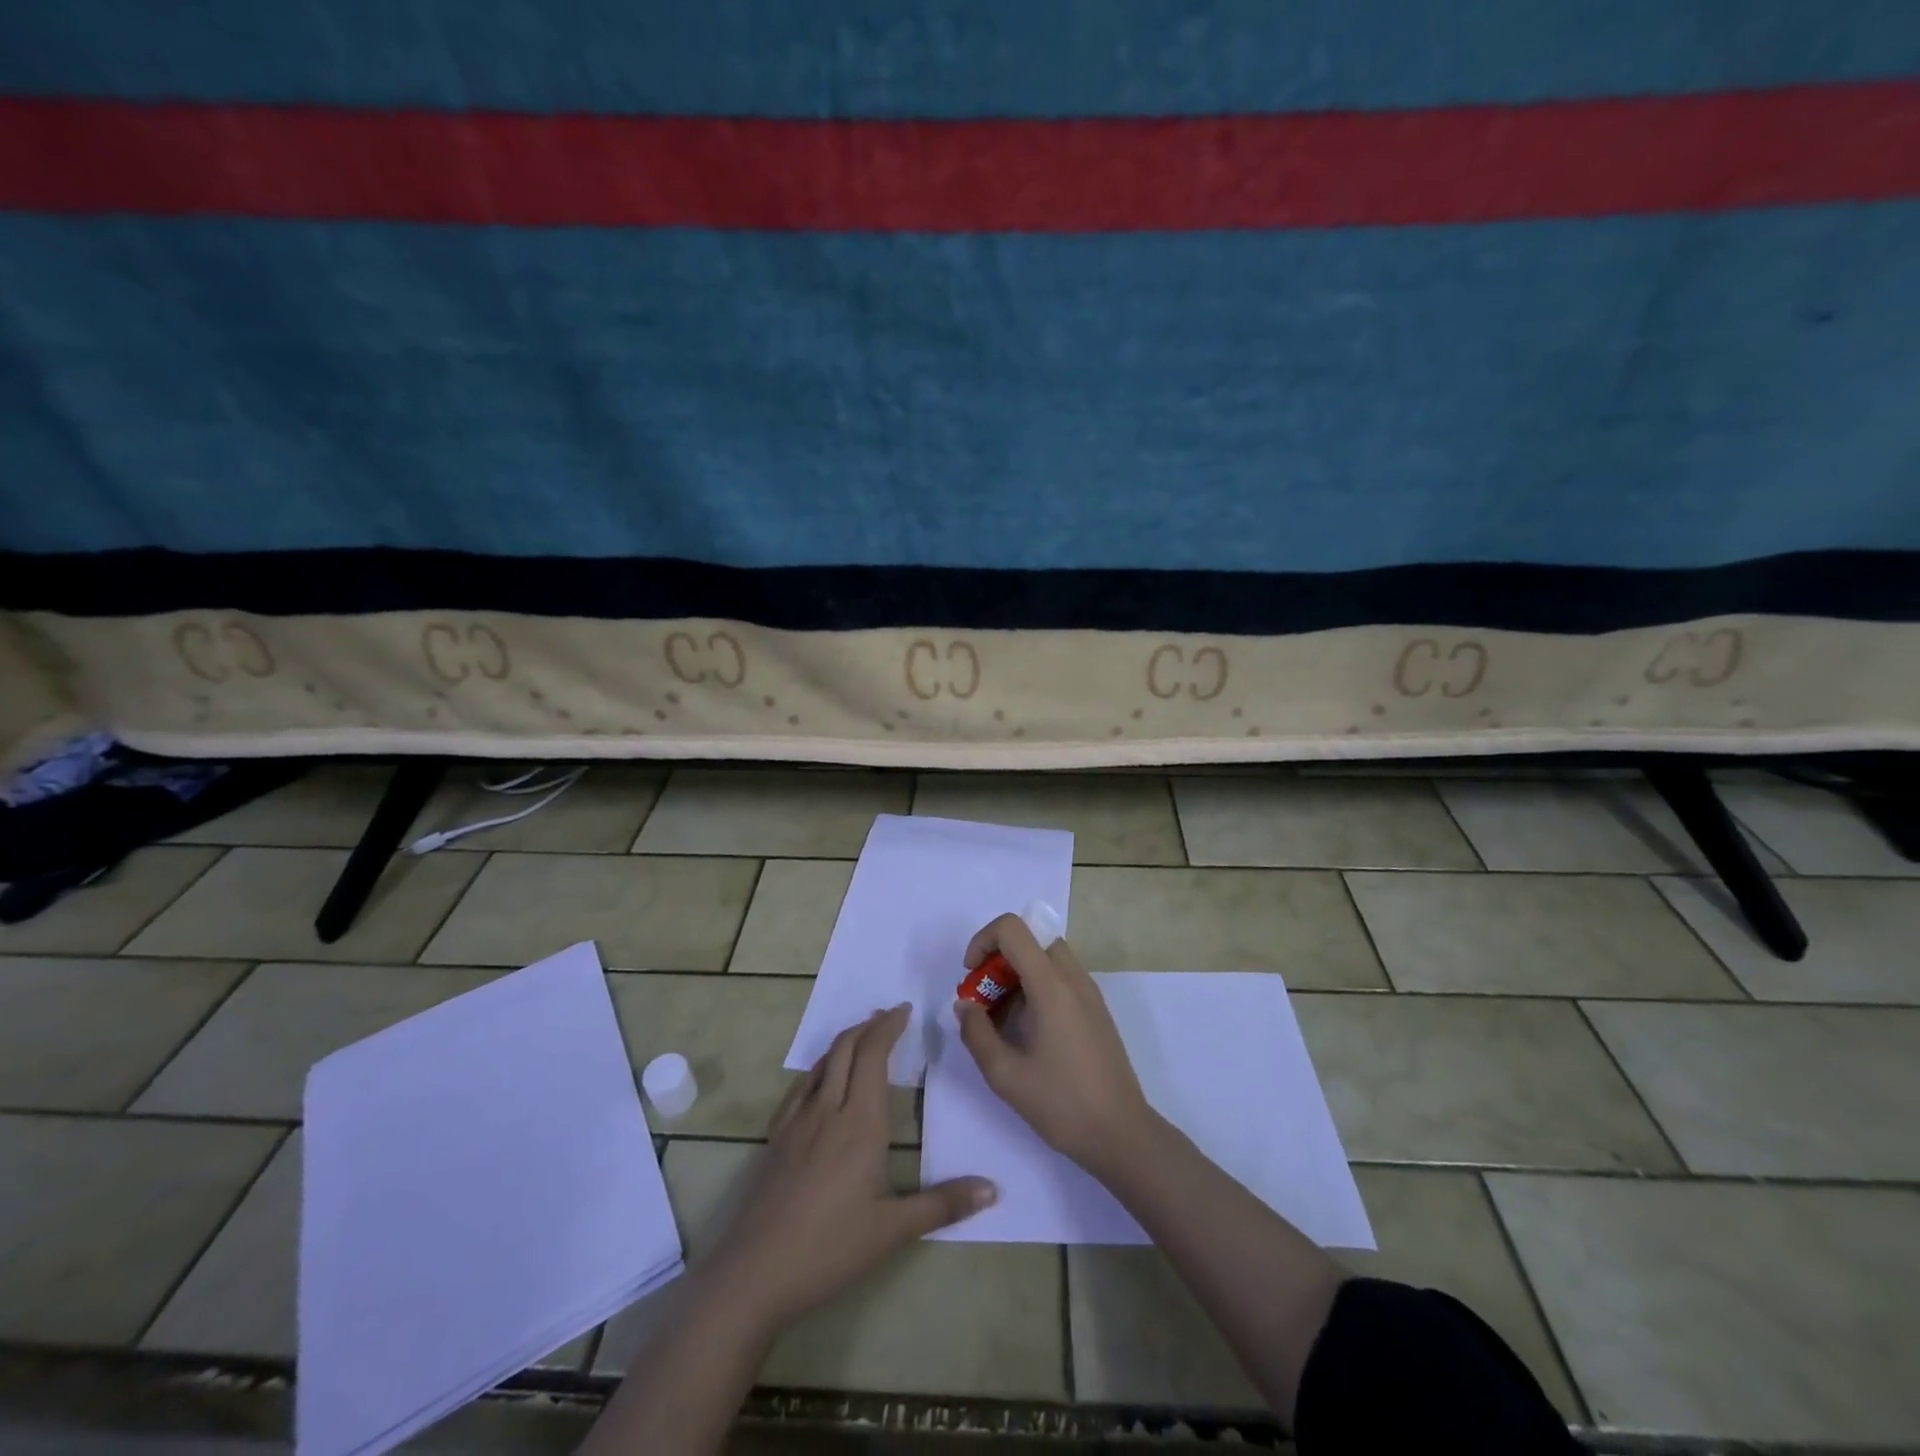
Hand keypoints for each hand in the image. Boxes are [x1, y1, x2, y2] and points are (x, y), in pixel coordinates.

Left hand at [703, 1004, 994, 1329]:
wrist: (754, 1273)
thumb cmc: (830, 1249)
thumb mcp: (893, 1230)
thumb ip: (944, 1204)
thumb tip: (993, 1189)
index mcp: (860, 1122)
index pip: (874, 1054)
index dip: (888, 1026)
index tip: (904, 1009)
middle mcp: (828, 1109)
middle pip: (846, 1048)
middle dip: (869, 1025)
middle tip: (888, 1016)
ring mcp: (797, 1121)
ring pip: (822, 1062)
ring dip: (845, 1041)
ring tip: (863, 1036)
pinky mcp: (777, 1137)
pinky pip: (801, 1086)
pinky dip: (820, 1067)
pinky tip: (823, 1079)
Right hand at [954, 913, 1154, 1176]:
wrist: (1121, 1134)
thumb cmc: (1061, 1103)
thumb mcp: (1005, 1074)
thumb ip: (976, 1033)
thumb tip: (965, 1005)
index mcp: (1052, 985)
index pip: (1013, 928)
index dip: (983, 941)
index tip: (970, 976)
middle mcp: (1073, 978)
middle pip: (1031, 938)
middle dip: (999, 957)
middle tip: (984, 998)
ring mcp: (1089, 992)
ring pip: (1046, 957)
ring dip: (1017, 973)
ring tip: (1001, 1018)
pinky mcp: (1096, 1009)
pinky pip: (1061, 977)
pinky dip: (1036, 986)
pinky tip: (1027, 1030)